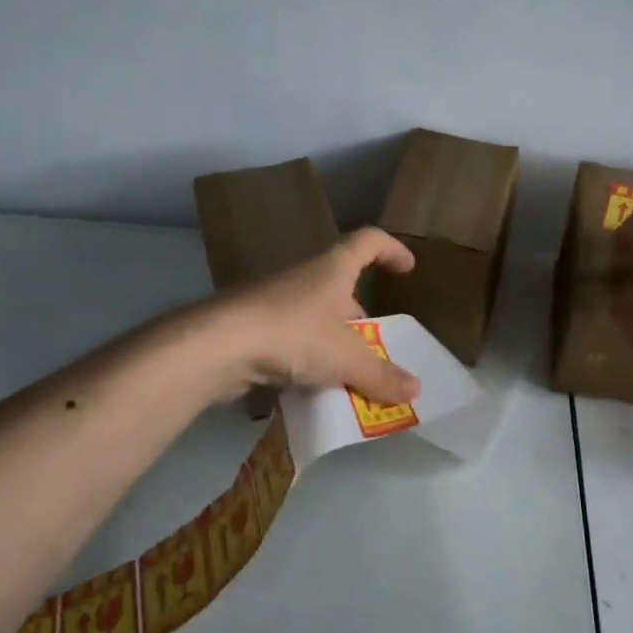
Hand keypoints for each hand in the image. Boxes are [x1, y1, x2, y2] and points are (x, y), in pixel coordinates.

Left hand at [201, 228, 423, 405]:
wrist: (216, 346)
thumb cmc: (293, 334)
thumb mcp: (347, 359)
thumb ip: (381, 376)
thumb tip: (416, 390)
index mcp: (332, 269)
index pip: (368, 241)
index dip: (391, 249)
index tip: (408, 267)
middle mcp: (303, 277)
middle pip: (341, 286)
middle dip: (360, 314)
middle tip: (375, 344)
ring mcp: (273, 300)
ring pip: (314, 315)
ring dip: (332, 340)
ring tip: (346, 372)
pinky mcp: (251, 326)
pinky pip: (289, 339)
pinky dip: (305, 358)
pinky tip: (309, 386)